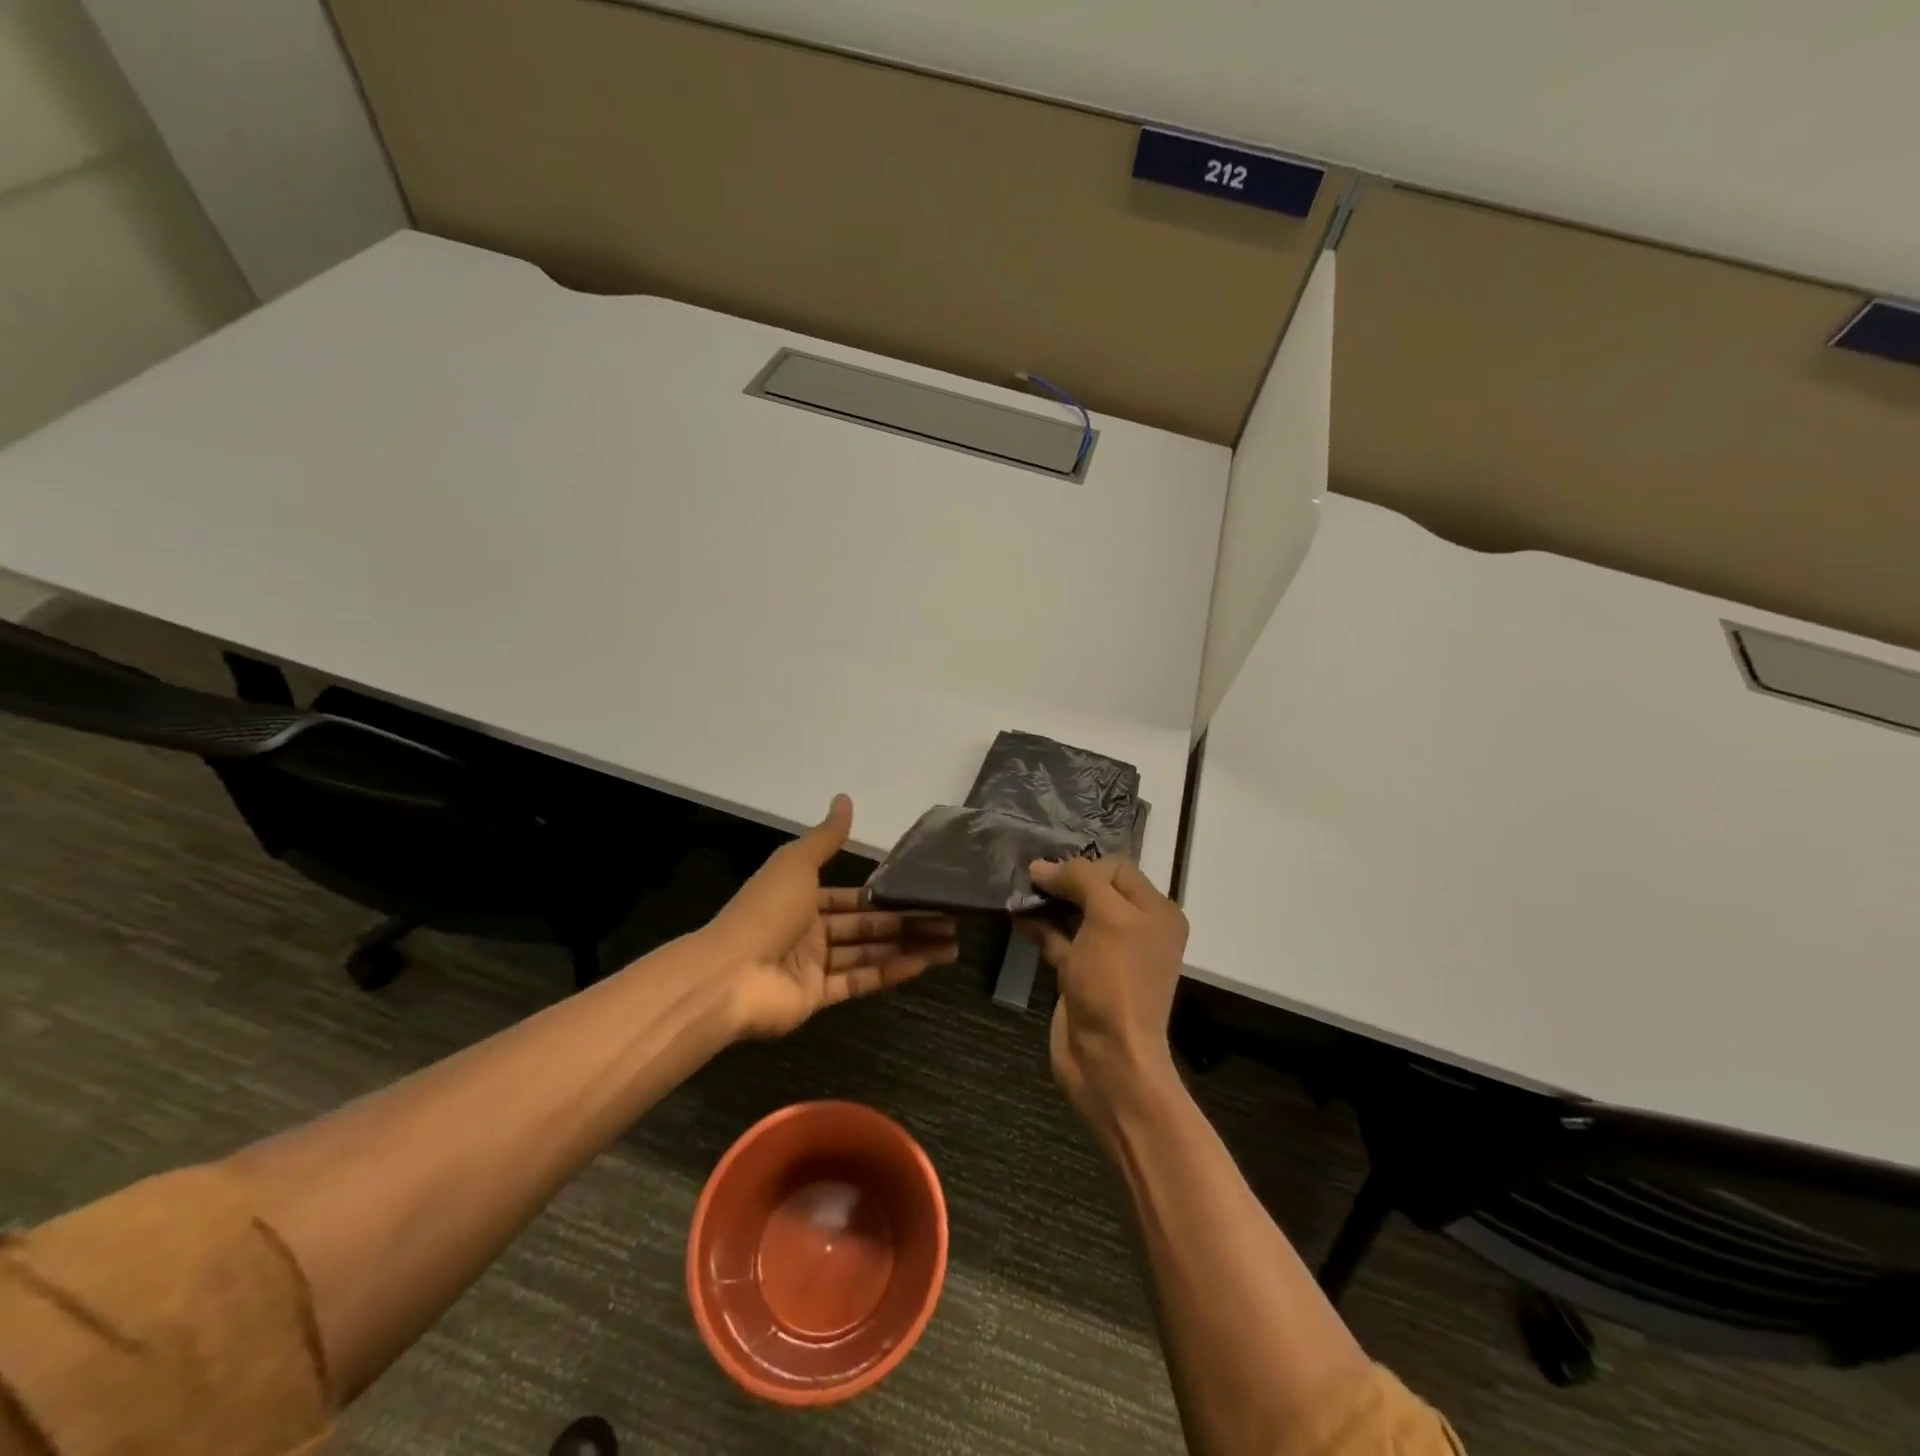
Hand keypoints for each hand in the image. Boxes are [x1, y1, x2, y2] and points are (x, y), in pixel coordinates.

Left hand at [709, 795, 959, 1039]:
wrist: (728, 974)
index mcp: (803, 899)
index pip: (852, 898)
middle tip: (951, 921)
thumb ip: (826, 838)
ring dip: (909, 948)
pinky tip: (924, 963)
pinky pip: (860, 981)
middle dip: (908, 923)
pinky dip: (892, 972)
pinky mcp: (818, 997)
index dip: (887, 897)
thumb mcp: (796, 863)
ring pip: (870, 954)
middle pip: (868, 927)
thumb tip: (844, 798)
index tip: (923, 895)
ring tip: (950, 944)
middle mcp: (810, 932)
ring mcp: (814, 967)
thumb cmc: (766, 910)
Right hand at [1016, 857, 1187, 1131]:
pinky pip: (1062, 939)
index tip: (1048, 871)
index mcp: (1156, 912)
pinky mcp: (1084, 974)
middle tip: (1026, 876)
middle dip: (1062, 881)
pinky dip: (1041, 927)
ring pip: (1075, 914)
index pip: (1117, 868)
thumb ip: (1079, 880)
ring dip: (1048, 903)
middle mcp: (1137, 929)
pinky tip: (1016, 917)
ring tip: (1016, 892)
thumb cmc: (1115, 981)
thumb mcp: (1107, 918)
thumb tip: (1042, 866)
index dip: (1083, 865)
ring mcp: (1109, 954)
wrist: (1109, 1058)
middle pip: (1095, 889)